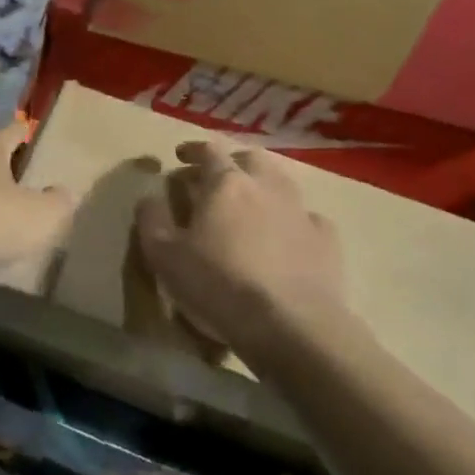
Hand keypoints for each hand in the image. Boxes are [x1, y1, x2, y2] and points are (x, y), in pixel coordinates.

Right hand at [134, 141, 351, 364]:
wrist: (290, 324)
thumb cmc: (219, 284)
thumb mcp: (164, 256)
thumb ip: (152, 220)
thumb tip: (149, 197)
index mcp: (226, 183)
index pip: (208, 151)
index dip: (193, 150)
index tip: (180, 156)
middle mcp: (267, 185)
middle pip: (250, 159)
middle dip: (231, 163)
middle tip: (216, 179)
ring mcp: (301, 210)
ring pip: (281, 182)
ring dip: (262, 186)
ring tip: (250, 205)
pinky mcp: (326, 239)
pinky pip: (306, 217)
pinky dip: (291, 219)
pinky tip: (286, 236)